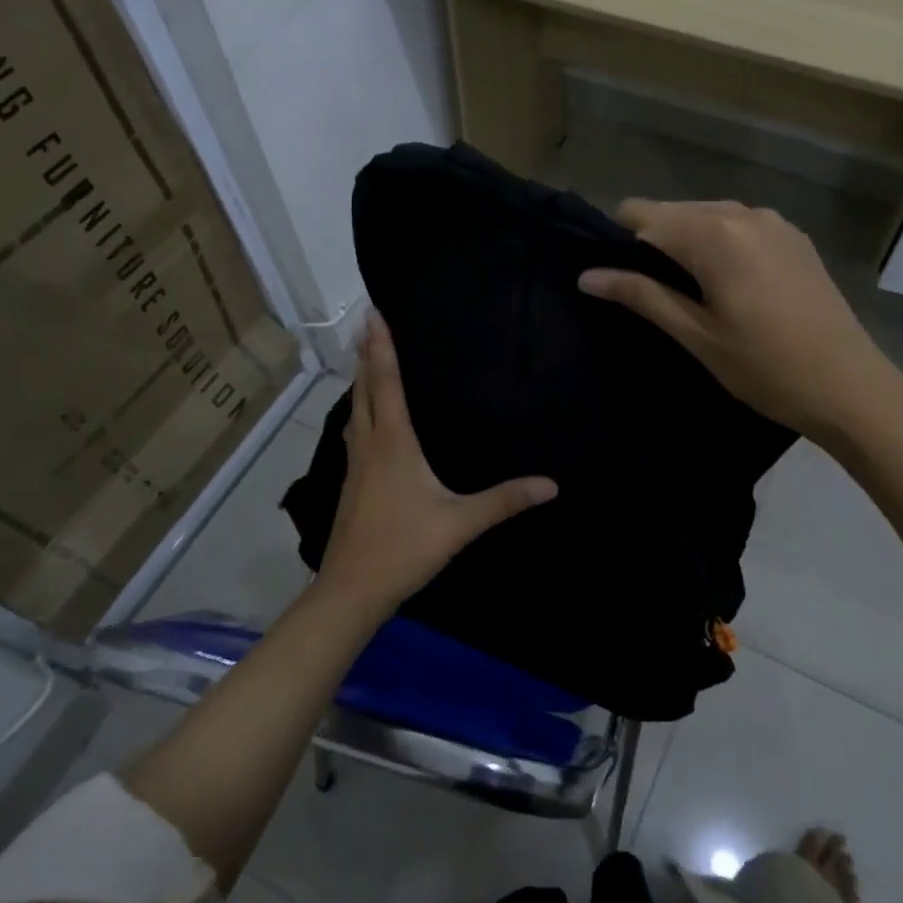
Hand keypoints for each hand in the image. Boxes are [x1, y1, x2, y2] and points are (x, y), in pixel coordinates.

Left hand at [318, 314, 556, 611]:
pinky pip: (355, 432)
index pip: (387, 383)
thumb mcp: (460, 523)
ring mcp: (355, 465)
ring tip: (366, 360)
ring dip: (359, 381)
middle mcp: (369, 445)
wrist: (352, 588)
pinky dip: (360, 410)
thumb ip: (504, 501)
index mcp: (393, 443)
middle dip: (365, 355)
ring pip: (355, 410)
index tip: (373, 314)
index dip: (381, 347)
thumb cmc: (404, 547)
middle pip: (364, 389)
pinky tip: (366, 421)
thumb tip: (551, 484)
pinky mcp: (351, 483)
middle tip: (368, 324)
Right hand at [578, 199, 902, 438]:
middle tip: (648, 295)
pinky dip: (719, 247)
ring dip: (686, 246)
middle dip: (652, 244)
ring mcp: (774, 222)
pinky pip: (738, 228)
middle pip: (674, 212)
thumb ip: (640, 295)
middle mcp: (744, 213)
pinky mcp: (794, 238)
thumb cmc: (765, 368)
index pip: (642, 214)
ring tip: (685, 295)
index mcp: (715, 233)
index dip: (618, 241)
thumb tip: (586, 275)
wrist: (851, 388)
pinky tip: (725, 287)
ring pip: (707, 218)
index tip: (614, 279)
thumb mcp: (695, 335)